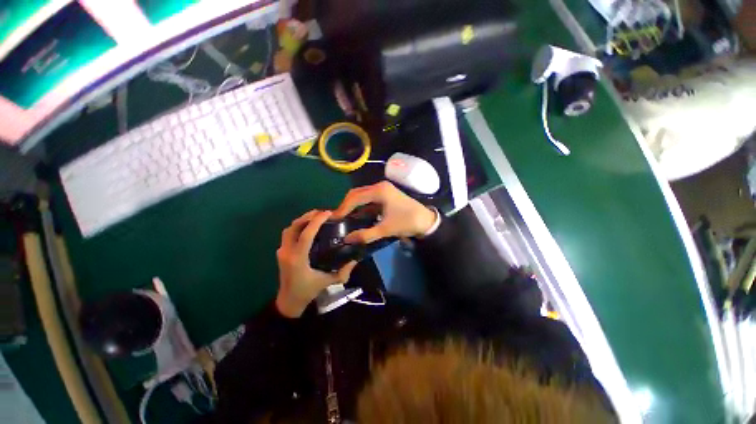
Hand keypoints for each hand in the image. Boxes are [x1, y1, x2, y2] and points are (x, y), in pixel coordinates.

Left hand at [276, 210, 356, 317]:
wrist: (289, 301)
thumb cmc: (308, 291)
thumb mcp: (328, 282)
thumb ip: (343, 271)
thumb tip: (356, 259)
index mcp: (297, 259)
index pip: (306, 234)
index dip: (316, 221)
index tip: (328, 213)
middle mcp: (287, 252)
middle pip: (294, 226)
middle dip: (309, 216)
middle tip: (323, 213)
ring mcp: (282, 251)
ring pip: (290, 228)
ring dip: (303, 220)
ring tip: (317, 217)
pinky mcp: (281, 251)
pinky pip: (289, 233)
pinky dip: (299, 226)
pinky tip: (309, 226)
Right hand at [332, 181, 436, 243]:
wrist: (426, 221)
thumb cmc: (407, 222)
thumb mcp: (386, 229)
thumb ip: (365, 234)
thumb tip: (347, 239)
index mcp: (379, 191)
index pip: (355, 197)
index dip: (343, 208)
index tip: (334, 218)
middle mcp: (379, 186)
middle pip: (357, 193)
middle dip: (346, 205)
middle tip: (337, 218)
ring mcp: (383, 189)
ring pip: (362, 195)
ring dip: (353, 205)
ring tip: (344, 217)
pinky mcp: (385, 195)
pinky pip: (369, 199)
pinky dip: (361, 207)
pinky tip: (356, 216)